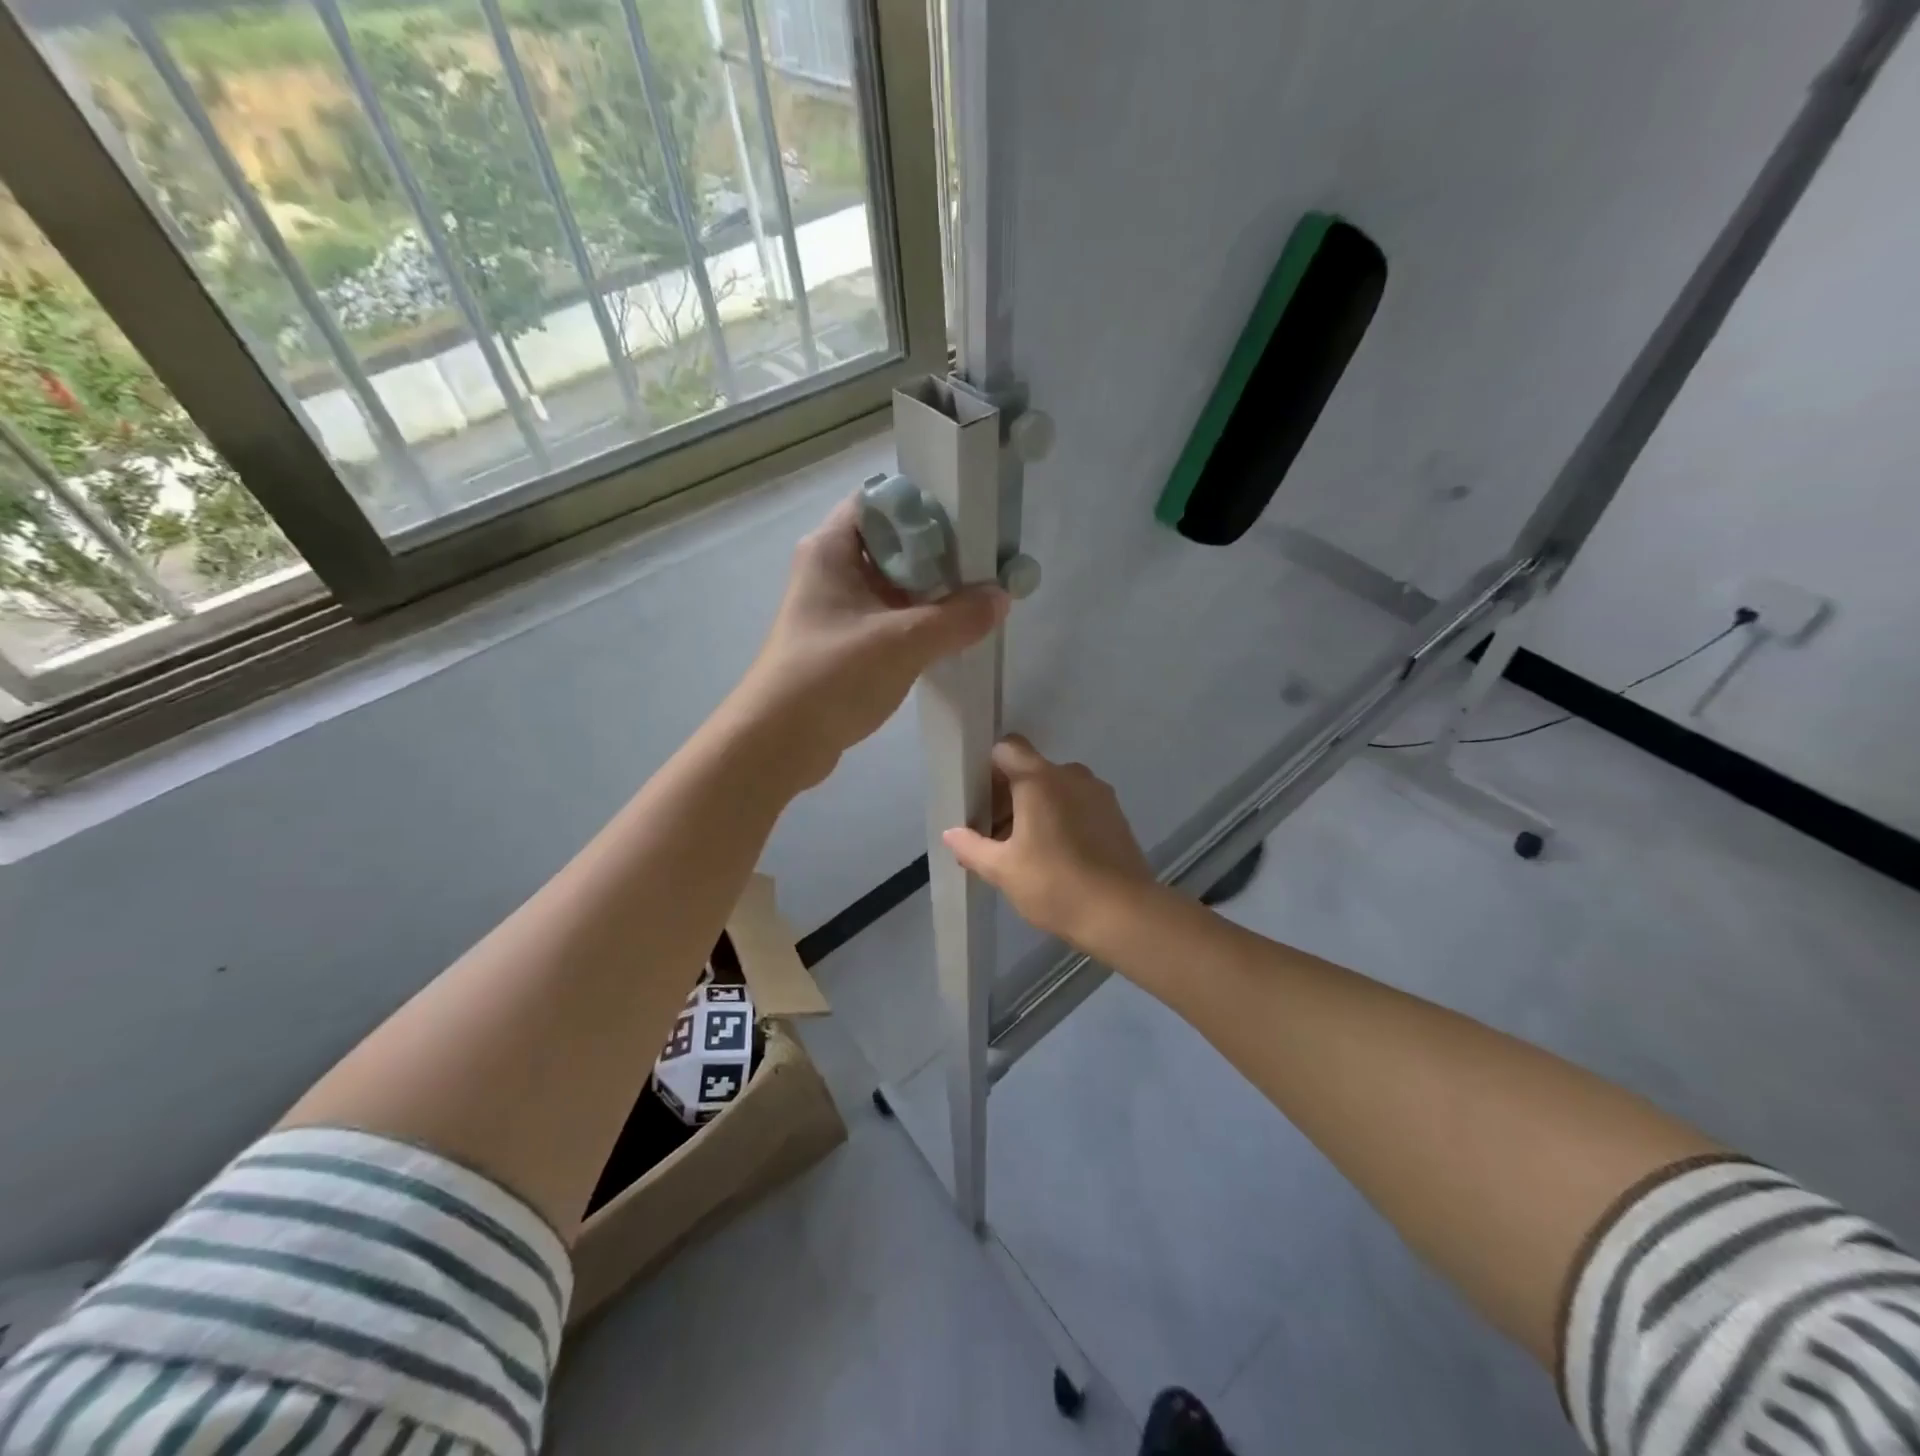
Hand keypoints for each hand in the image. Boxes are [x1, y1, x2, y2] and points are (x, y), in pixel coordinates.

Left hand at [730, 494, 1007, 789]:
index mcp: (830, 548)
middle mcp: (830, 570)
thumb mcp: (903, 642)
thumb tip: (1002, 597)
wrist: (778, 744)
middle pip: (891, 543)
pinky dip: (917, 623)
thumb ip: (958, 618)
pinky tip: (951, 635)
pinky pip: (888, 619)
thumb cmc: (832, 677)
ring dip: (931, 593)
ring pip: (892, 585)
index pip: (880, 501)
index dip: (924, 507)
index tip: (970, 525)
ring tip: (978, 599)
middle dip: (938, 555)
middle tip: (984, 566)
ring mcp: (835, 609)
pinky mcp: (843, 644)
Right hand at [943, 736, 1155, 953]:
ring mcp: (1097, 792)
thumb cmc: (1055, 885)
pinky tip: (1055, 855)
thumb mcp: (1002, 870)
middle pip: (1030, 769)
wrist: (1123, 913)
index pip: (1007, 748)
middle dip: (1007, 795)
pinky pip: (1077, 803)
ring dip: (1035, 808)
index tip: (978, 799)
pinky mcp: (1115, 813)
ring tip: (1024, 850)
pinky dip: (1061, 817)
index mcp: (1040, 779)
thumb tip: (951, 834)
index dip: (988, 768)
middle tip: (993, 835)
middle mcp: (1071, 775)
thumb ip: (971, 846)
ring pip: (1055, 788)